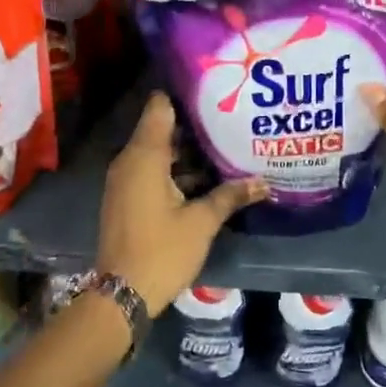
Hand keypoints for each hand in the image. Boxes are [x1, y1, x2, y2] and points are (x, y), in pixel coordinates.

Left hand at [96, 92, 266, 313]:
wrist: (121, 295)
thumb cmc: (162, 251)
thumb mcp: (202, 222)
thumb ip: (231, 196)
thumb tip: (264, 182)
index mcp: (145, 157)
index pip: (160, 107)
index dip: (184, 96)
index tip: (214, 92)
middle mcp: (130, 161)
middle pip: (162, 129)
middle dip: (194, 126)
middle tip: (230, 120)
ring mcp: (125, 181)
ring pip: (158, 152)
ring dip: (187, 152)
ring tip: (225, 147)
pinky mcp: (127, 198)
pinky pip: (152, 171)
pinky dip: (175, 170)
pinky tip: (206, 179)